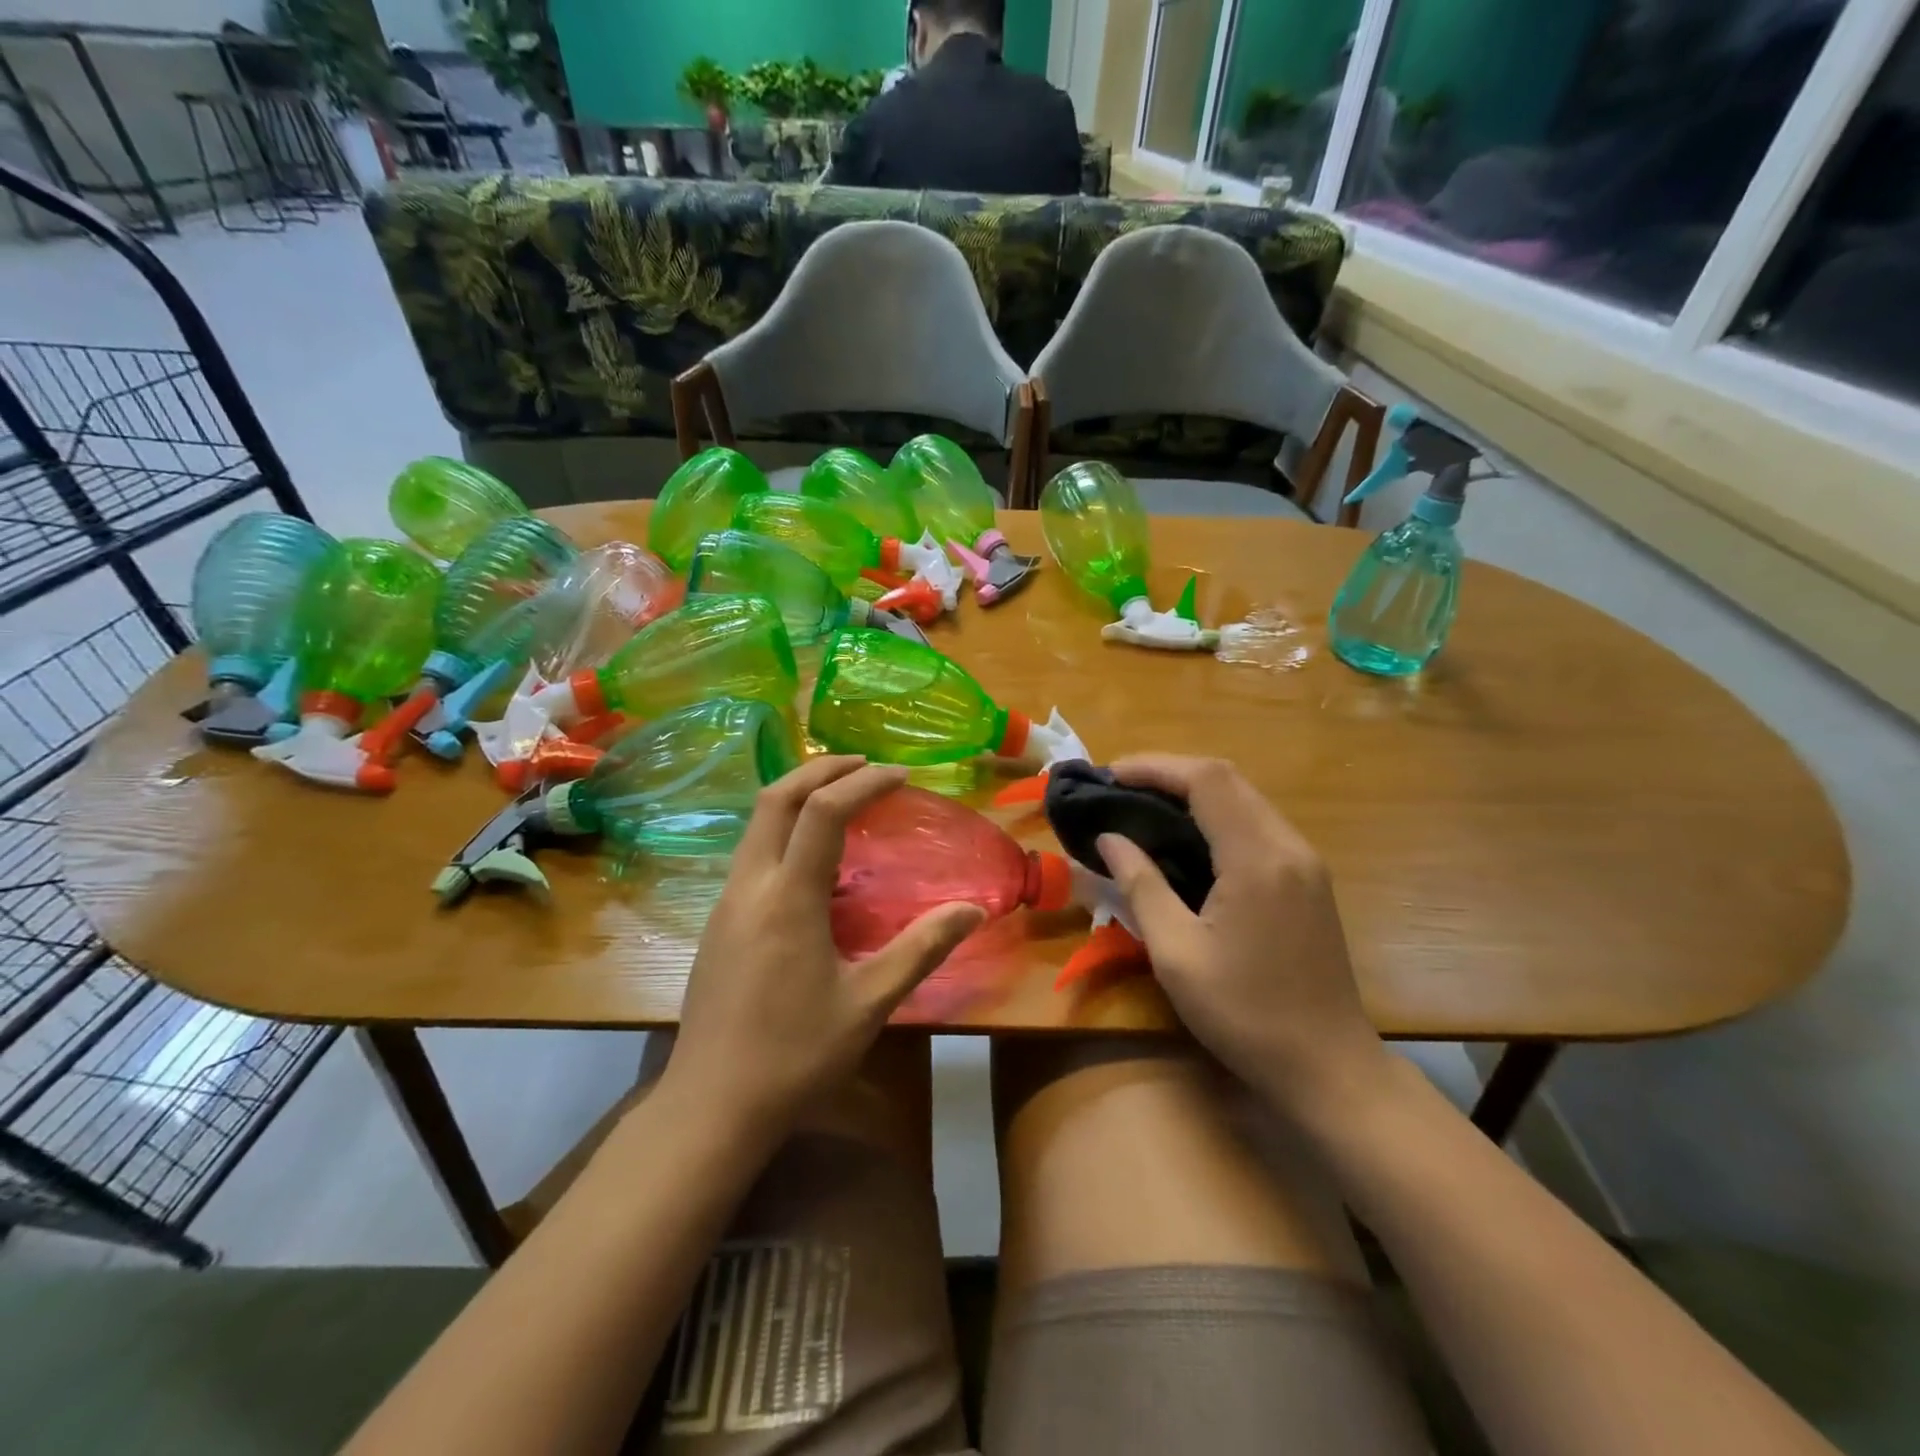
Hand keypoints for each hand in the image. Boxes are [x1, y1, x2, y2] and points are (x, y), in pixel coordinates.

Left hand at [666, 757, 985, 1137]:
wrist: (711, 1106)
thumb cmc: (796, 1056)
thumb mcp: (869, 1003)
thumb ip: (922, 949)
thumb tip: (974, 910)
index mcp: (788, 899)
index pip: (824, 812)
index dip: (864, 783)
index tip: (901, 775)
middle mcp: (750, 887)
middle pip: (776, 798)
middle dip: (821, 768)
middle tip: (865, 764)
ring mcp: (726, 903)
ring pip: (757, 822)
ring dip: (799, 795)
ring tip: (842, 797)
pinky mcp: (717, 923)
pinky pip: (752, 852)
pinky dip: (784, 829)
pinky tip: (811, 857)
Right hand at [1097, 754, 1389, 1118]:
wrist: (1328, 1067)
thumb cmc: (1244, 1015)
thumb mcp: (1176, 954)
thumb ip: (1140, 885)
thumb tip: (1109, 838)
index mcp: (1258, 859)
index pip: (1206, 780)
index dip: (1154, 766)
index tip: (1109, 776)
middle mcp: (1289, 846)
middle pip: (1228, 779)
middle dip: (1169, 772)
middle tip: (1118, 788)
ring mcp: (1305, 861)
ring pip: (1245, 798)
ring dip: (1193, 791)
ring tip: (1143, 806)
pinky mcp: (1309, 878)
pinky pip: (1257, 823)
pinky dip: (1216, 815)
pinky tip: (1186, 837)